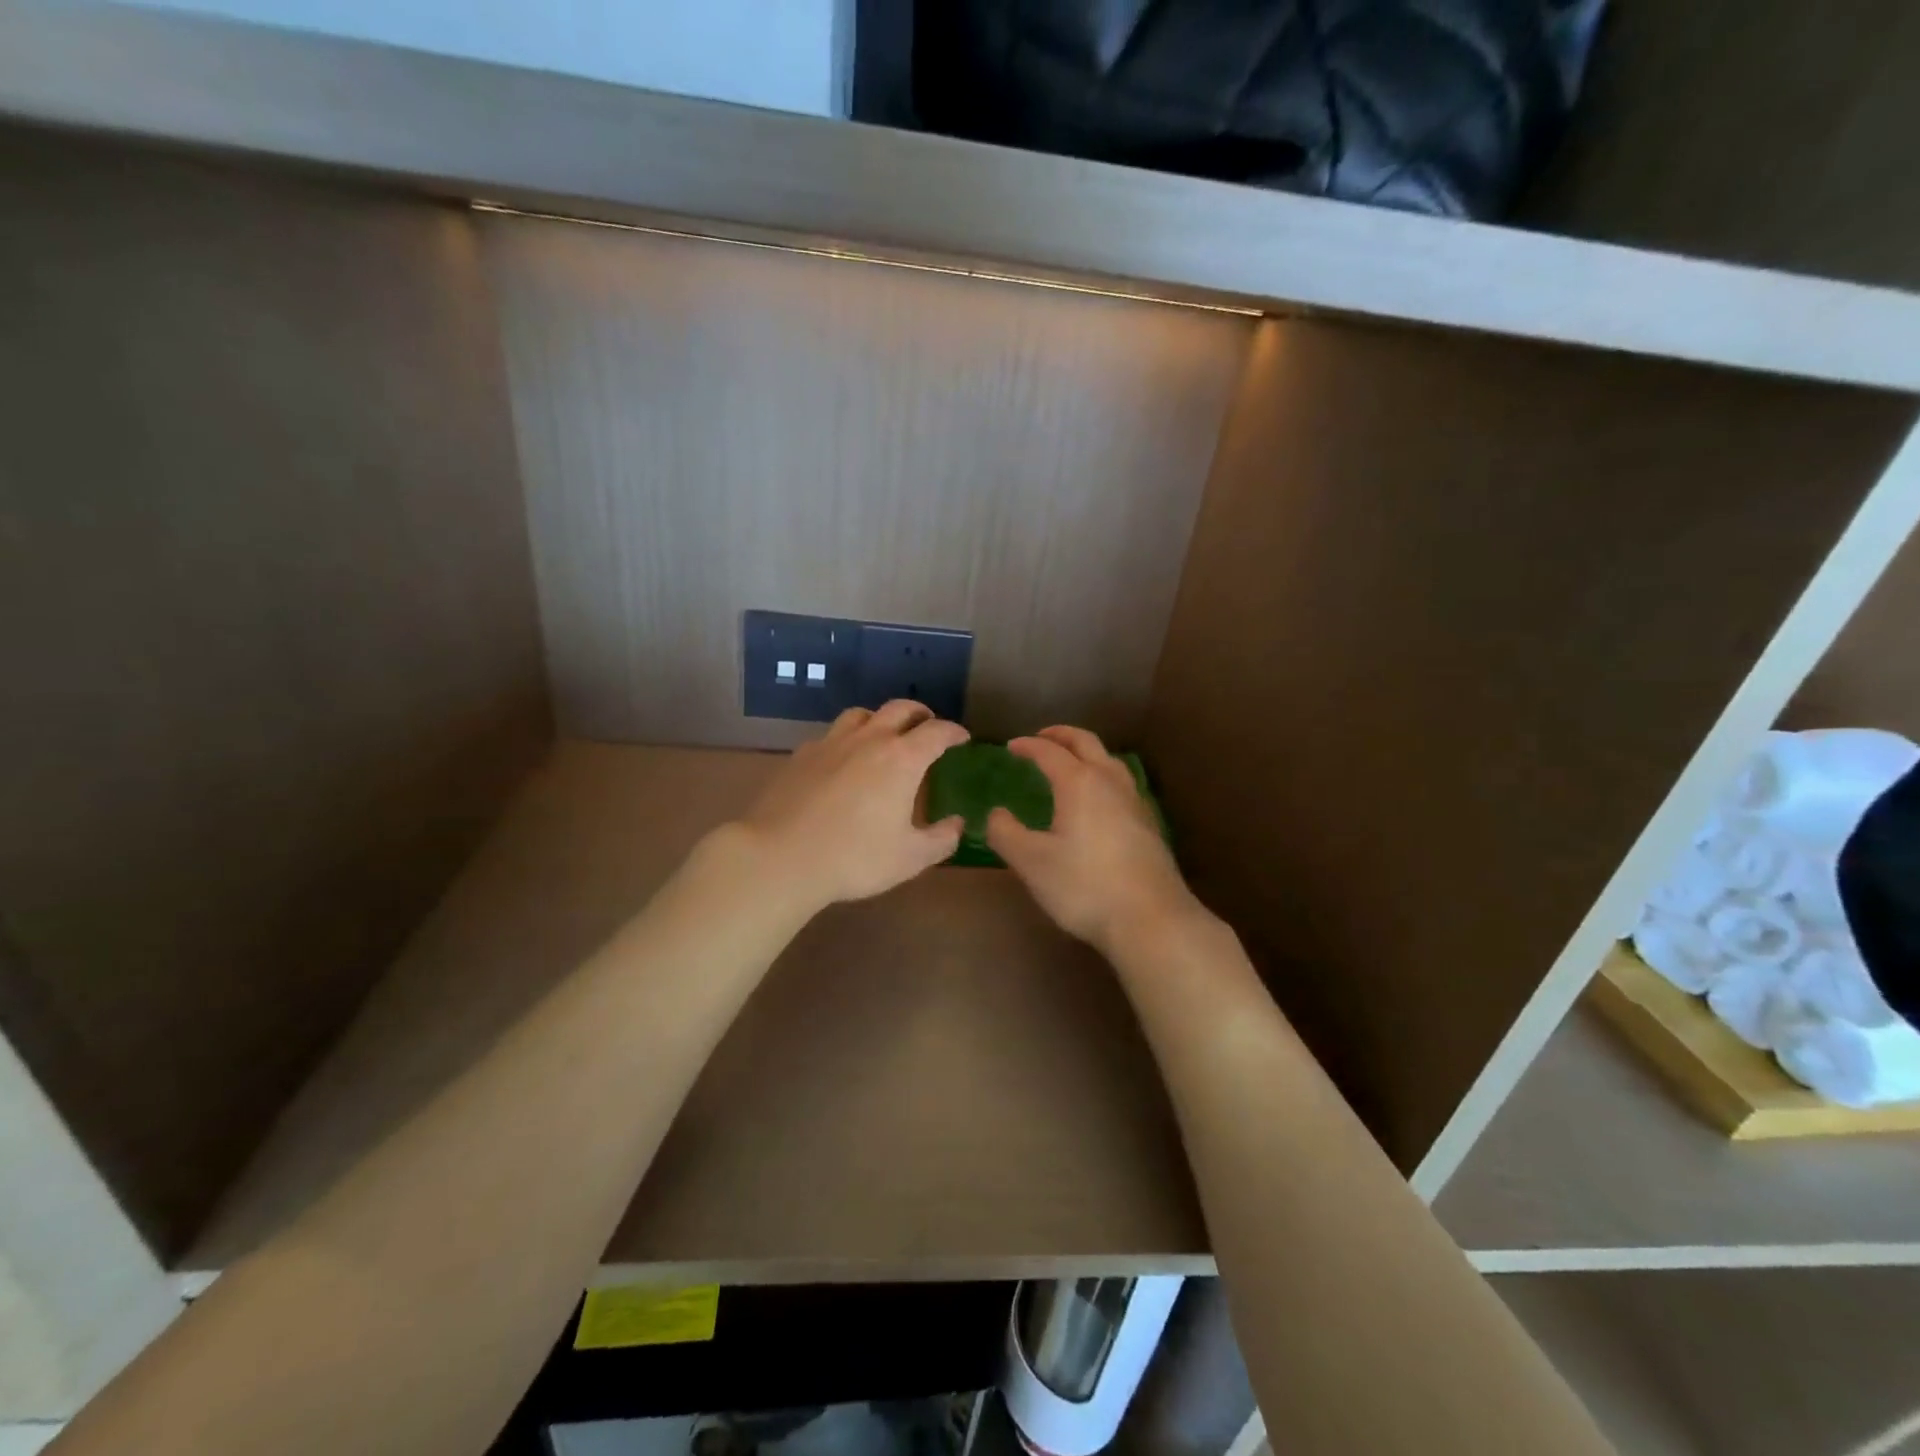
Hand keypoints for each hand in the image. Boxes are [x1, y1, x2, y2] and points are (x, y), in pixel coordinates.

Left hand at [733, 700, 968, 913]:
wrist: (781, 857)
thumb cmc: (854, 858)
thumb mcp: (910, 858)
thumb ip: (941, 839)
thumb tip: (957, 825)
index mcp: (902, 759)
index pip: (936, 732)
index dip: (954, 732)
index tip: (962, 738)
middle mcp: (869, 740)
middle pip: (900, 709)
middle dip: (920, 714)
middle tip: (928, 727)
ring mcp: (831, 743)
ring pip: (861, 714)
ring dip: (880, 719)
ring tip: (884, 735)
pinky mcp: (802, 755)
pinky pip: (831, 735)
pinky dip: (847, 739)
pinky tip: (843, 760)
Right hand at [986, 726, 1202, 955]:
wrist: (1150, 919)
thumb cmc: (1084, 886)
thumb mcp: (1031, 862)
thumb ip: (1006, 833)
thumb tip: (996, 813)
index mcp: (1079, 783)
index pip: (1049, 752)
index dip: (1028, 746)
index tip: (1011, 747)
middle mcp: (1109, 782)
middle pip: (1086, 743)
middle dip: (1061, 735)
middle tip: (1041, 738)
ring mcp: (1134, 801)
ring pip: (1109, 761)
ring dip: (1086, 753)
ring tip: (1070, 764)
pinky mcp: (1148, 823)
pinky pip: (1121, 783)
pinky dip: (1101, 775)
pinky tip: (1097, 801)